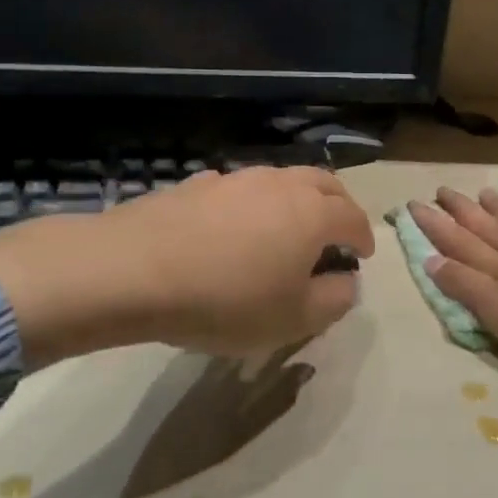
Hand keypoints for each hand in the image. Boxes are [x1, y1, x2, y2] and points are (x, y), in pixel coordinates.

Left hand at [0, 168, 374, 366]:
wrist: (133, 271)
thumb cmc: (225, 300)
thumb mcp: (292, 319)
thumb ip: (334, 301)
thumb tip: (347, 282)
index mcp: (312, 213)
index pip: (353, 218)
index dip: (364, 238)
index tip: (361, 256)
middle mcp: (279, 184)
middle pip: (324, 182)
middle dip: (338, 205)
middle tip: (335, 232)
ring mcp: (235, 178)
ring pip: (281, 179)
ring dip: (295, 200)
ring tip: (285, 230)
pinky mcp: (196, 184)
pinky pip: (239, 189)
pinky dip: (252, 204)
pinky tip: (233, 229)